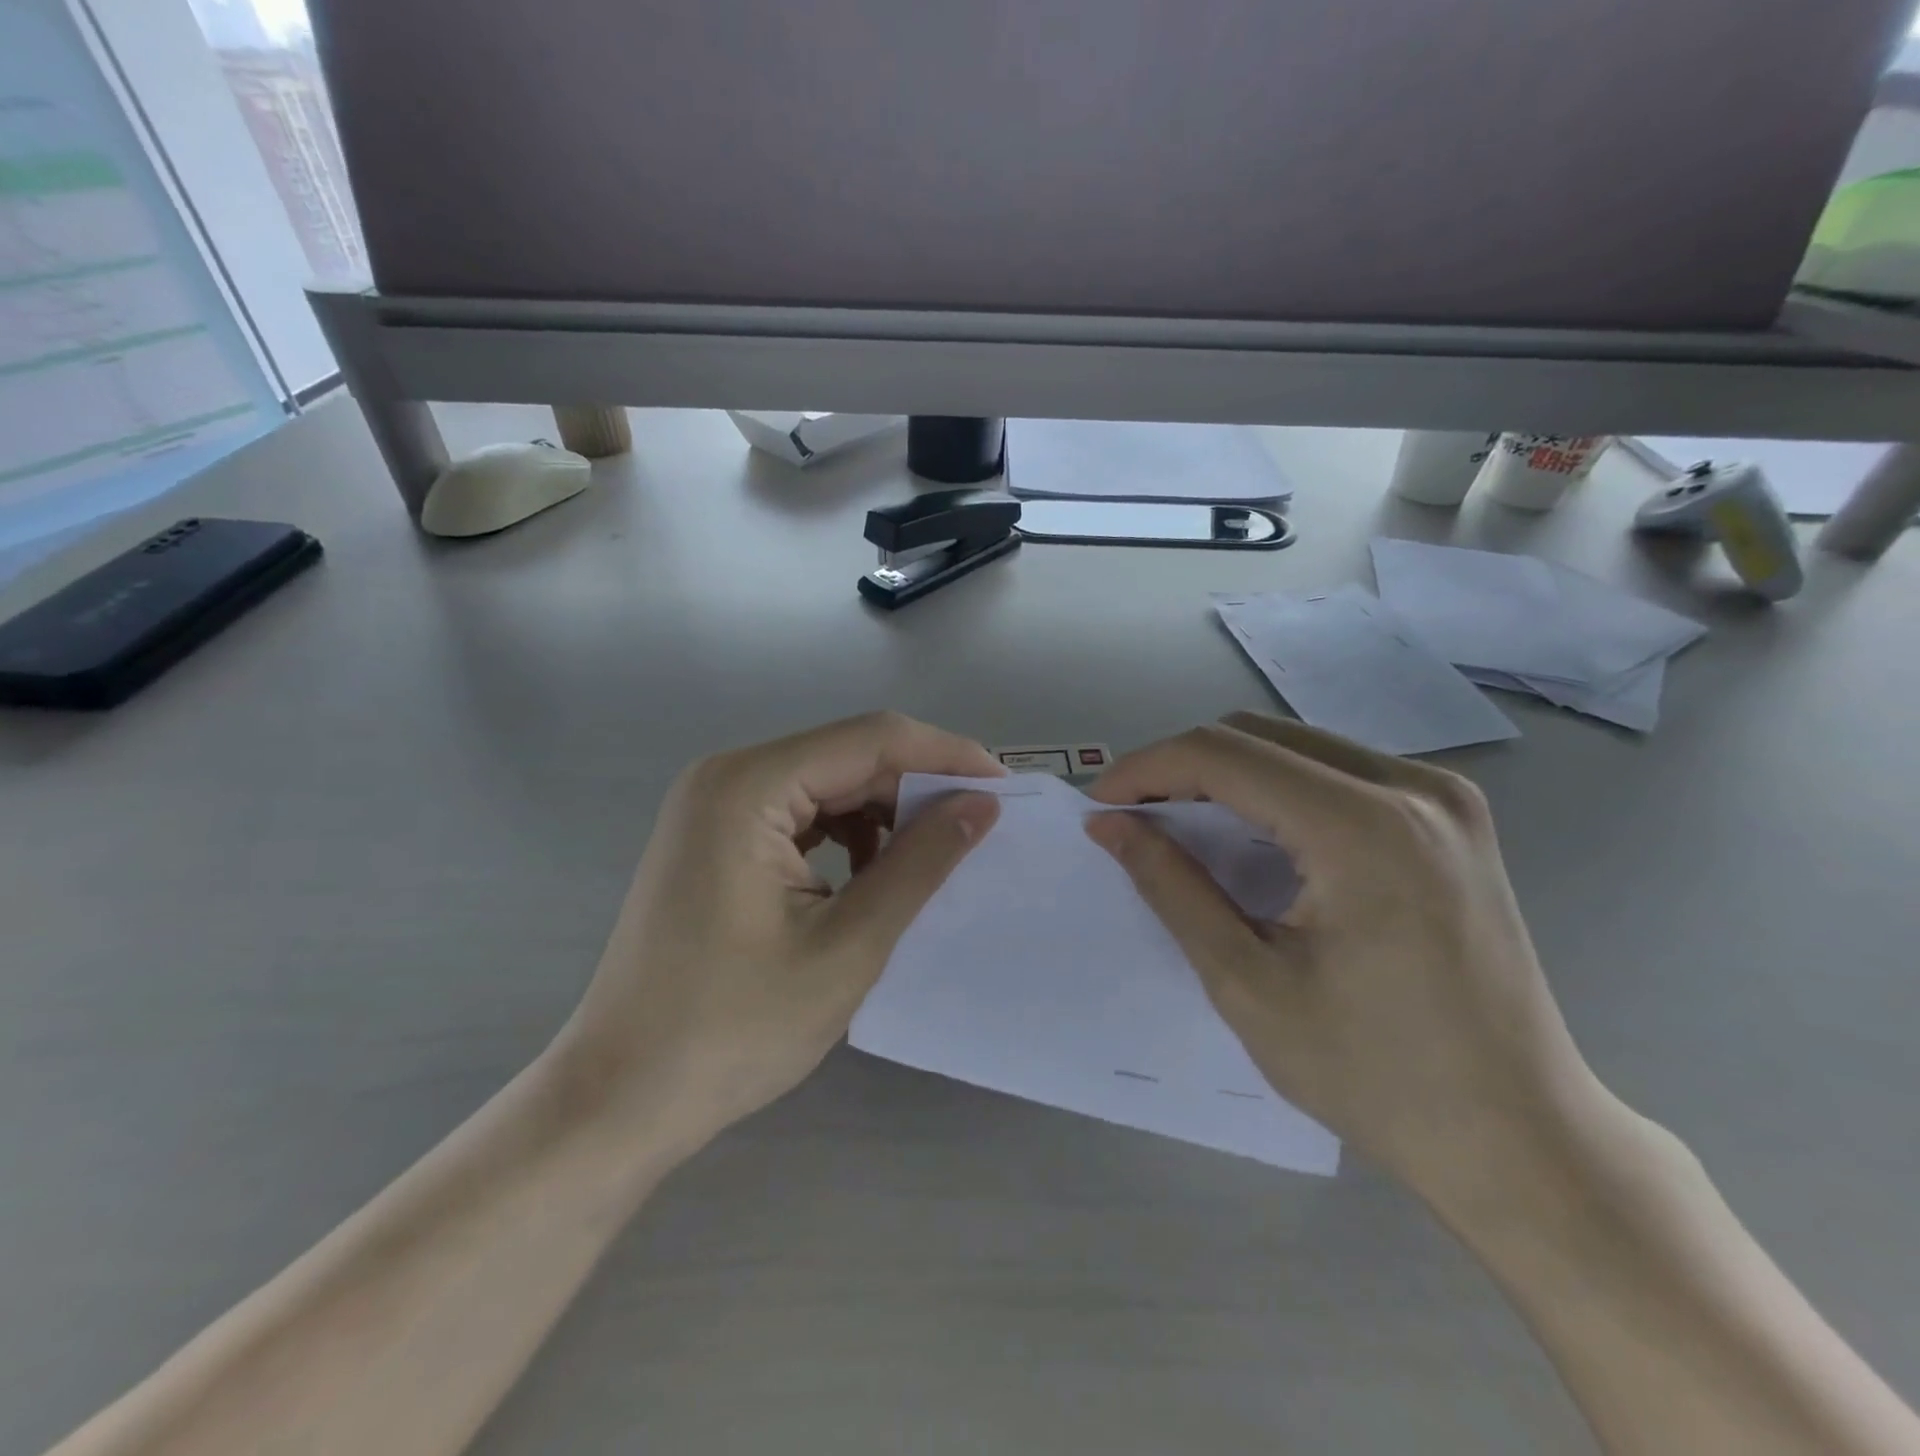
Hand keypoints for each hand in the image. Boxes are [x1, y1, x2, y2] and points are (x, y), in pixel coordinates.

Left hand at [554, 712, 1000, 1149]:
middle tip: (979, 830)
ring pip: (827, 784)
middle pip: (847, 756)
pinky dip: (847, 835)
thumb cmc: (731, 1031)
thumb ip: (919, 864)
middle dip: (916, 788)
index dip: (945, 756)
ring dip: (884, 814)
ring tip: (928, 862)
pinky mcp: (716, 838)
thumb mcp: (847, 947)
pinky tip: (871, 877)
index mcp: (747, 787)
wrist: (620, 1098)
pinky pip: (800, 815)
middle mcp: (726, 777)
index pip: (870, 738)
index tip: (1004, 789)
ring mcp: (714, 807)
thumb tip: (981, 804)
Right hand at [1086, 712, 1612, 1212]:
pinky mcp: (1453, 817)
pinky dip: (1277, 788)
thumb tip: (1111, 825)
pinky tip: (1254, 835)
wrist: (1521, 1139)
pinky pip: (1338, 770)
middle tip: (1135, 816)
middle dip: (1181, 765)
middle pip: (1259, 735)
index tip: (1101, 804)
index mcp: (1364, 828)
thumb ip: (1171, 887)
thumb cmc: (1374, 1076)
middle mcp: (1413, 788)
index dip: (1147, 769)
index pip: (1224, 755)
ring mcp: (1444, 797)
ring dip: (1227, 773)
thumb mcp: (1247, 983)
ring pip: (1298, 745)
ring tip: (1181, 823)